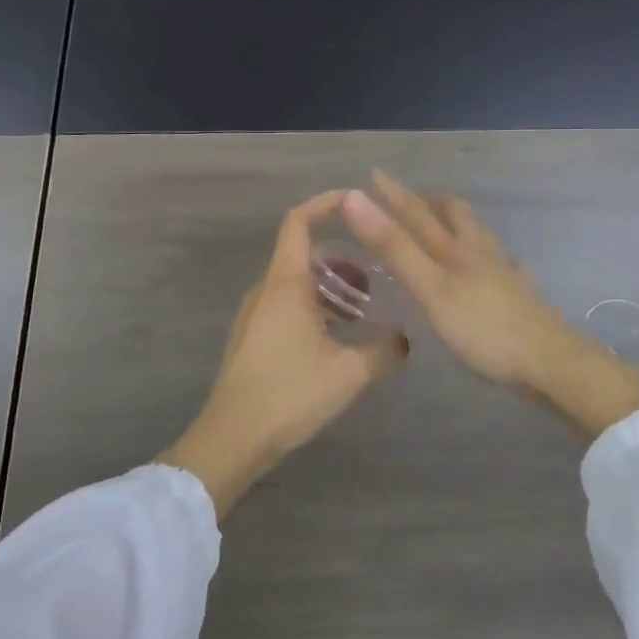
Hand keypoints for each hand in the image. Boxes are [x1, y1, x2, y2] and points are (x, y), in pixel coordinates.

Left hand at [159, 191, 407, 517]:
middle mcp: (266, 291)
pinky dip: (315, 306)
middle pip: (302, 253)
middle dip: (341, 257)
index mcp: (285, 284)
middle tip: (376, 273)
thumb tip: (405, 338)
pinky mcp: (252, 338)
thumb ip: (384, 350)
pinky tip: (338, 337)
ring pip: (296, 283)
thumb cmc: (290, 394)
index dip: (325, 204)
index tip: (355, 201)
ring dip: (329, 287)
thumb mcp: (350, 373)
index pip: (299, 222)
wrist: (233, 438)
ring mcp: (255, 315)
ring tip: (363, 308)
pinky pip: (287, 305)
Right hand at [342, 171, 638, 440]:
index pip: (417, 212)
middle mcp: (480, 252)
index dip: (393, 194)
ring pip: (480, 237)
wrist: (548, 362)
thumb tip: (356, 199)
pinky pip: (506, 268)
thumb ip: (394, 246)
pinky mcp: (520, 297)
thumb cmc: (482, 327)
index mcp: (455, 248)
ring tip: (446, 226)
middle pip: (457, 215)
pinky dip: (494, 260)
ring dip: (460, 226)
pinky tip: (500, 268)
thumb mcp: (430, 287)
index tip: (373, 175)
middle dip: (433, 202)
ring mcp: (504, 274)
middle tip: (414, 199)